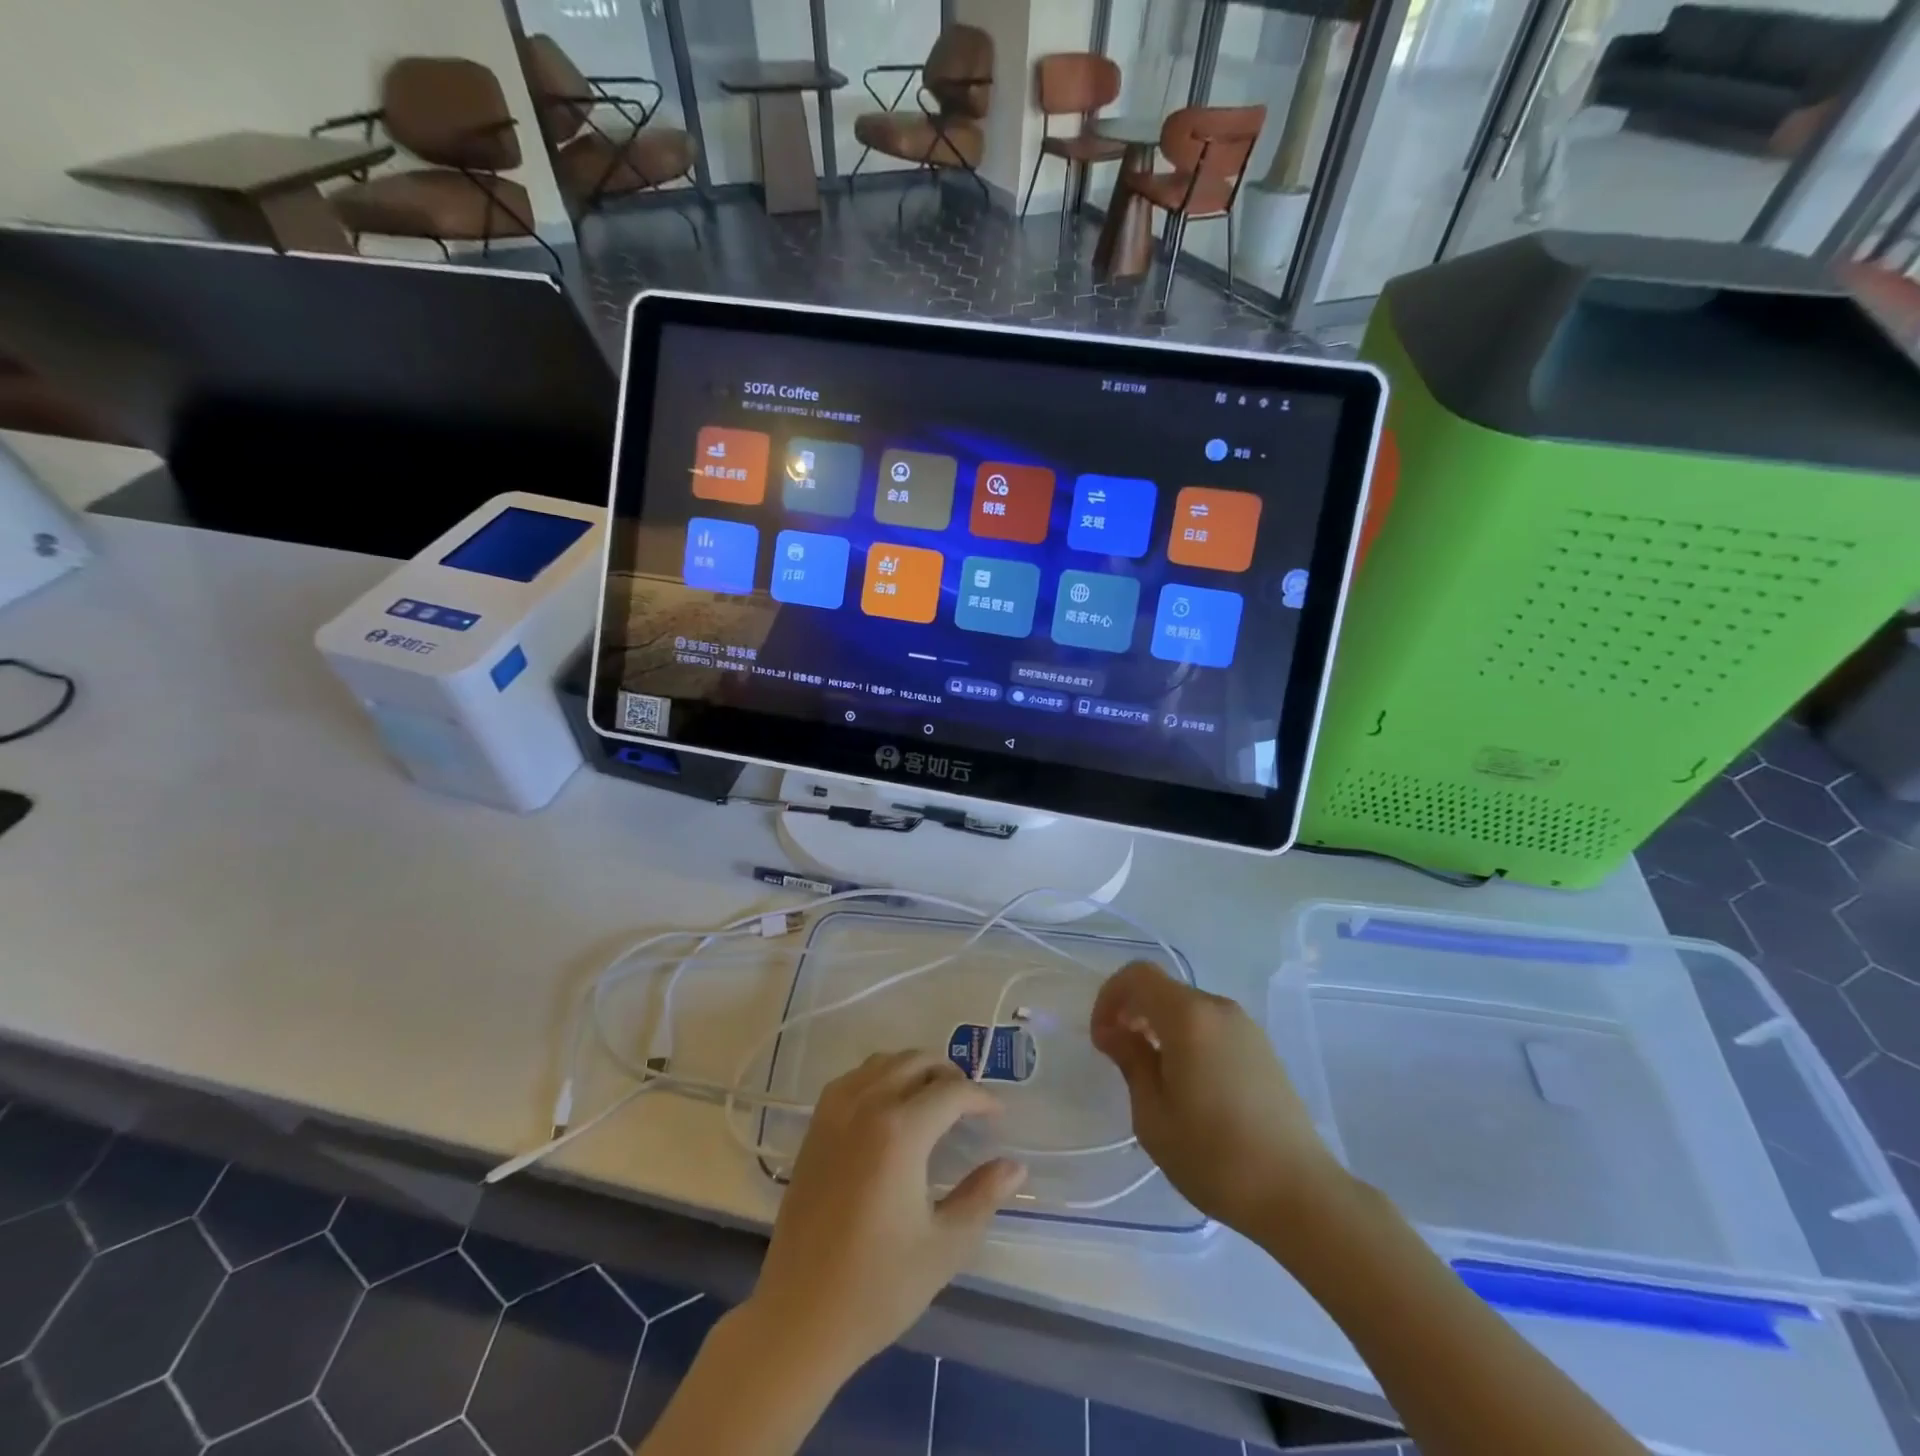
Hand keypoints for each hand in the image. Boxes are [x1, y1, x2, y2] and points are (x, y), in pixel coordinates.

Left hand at [745, 1050, 1026, 1377]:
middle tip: (970, 1106)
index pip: (951, 1092)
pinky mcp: (815, 1126)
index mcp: (899, 1132)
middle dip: (950, 1074)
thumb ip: (982, 1197)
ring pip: (884, 1061)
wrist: (799, 1316)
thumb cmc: (878, 1287)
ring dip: (915, 1069)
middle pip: (916, 1062)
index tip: (998, 1115)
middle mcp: (866, 1106)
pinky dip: (881, 1076)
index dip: (981, 1098)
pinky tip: (891, 1108)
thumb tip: (1015, 1166)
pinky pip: (855, 1077)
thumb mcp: (944, 1246)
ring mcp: (834, 1112)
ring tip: (935, 1100)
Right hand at [1090, 961, 1346, 1238]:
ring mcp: (1246, 1028)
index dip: (1110, 997)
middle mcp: (1219, 1009)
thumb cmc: (1214, 1156)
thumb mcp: (1153, 1115)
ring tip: (1151, 1073)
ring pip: (1188, 1008)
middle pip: (1164, 989)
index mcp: (1189, 1017)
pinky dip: (1186, 1037)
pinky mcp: (1262, 1049)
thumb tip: (1115, 1032)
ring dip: (1159, 1025)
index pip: (1138, 976)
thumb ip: (1131, 1061)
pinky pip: (1211, 1026)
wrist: (1300, 1194)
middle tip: (1118, 1054)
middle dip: (1133, 1011)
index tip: (1102, 1038)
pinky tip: (1187, 1083)